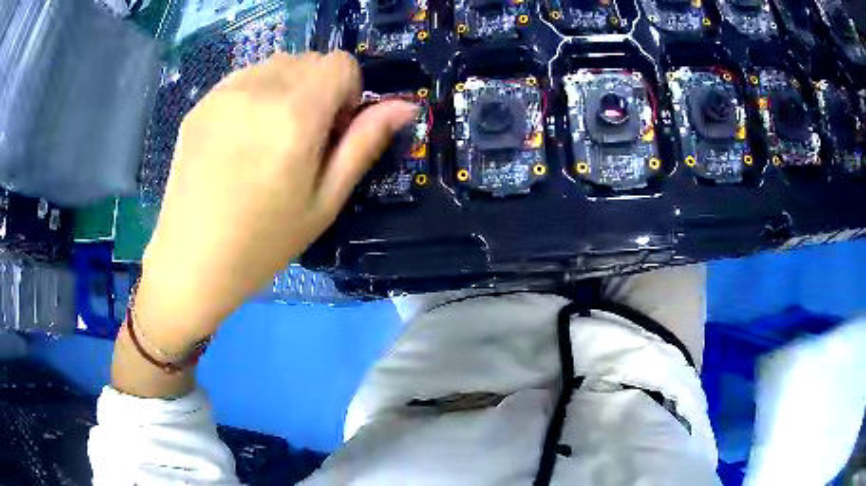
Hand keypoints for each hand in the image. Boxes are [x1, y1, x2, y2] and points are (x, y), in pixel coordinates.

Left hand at [136, 51, 416, 352]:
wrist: (191, 261)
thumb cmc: (263, 242)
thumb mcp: (325, 201)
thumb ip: (365, 144)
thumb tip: (405, 106)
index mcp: (295, 114)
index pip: (340, 63)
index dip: (348, 91)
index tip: (334, 128)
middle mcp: (259, 89)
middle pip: (309, 59)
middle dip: (317, 88)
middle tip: (301, 138)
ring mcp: (224, 92)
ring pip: (275, 64)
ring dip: (286, 88)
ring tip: (268, 137)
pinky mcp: (201, 103)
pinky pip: (243, 78)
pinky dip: (255, 94)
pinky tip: (240, 137)